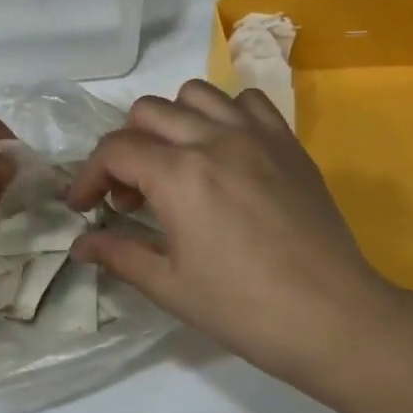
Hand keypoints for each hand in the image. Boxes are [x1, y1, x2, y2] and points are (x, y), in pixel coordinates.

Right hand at [67, 81, 401, 392]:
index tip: (82, 206)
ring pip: (195, 95)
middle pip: (147, 112)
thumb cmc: (243, 309)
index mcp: (178, 175)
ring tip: (175, 164)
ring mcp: (255, 135)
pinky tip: (224, 152)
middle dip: (125, 147)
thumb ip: (119, 255)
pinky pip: (247, 101)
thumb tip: (80, 245)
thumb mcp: (169, 286)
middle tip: (131, 194)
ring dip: (171, 122)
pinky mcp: (288, 143)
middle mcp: (213, 139)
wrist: (331, 317)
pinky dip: (224, 115)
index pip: (114, 150)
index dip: (88, 176)